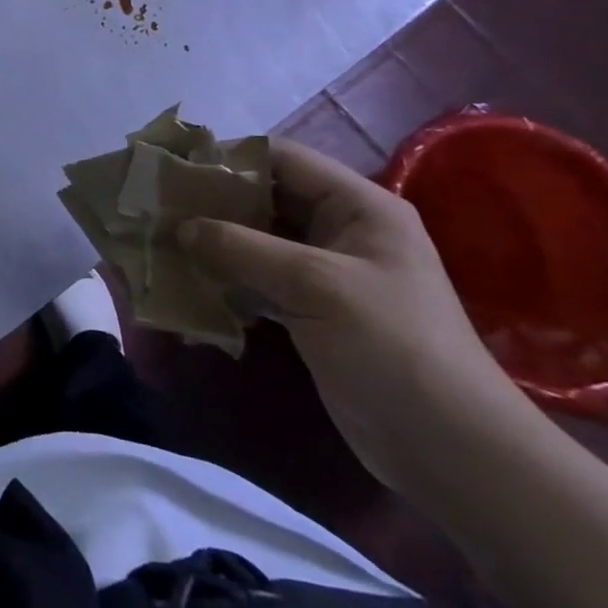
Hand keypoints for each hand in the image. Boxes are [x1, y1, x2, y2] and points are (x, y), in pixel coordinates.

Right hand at [178, 139, 521, 491]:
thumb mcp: (315, 286)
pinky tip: (187, 279)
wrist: (450, 450)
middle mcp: (341, 230)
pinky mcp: (311, 309)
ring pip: (256, 240)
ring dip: (213, 240)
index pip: (283, 158)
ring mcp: (326, 272)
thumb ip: (241, 248)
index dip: (228, 157)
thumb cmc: (392, 347)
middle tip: (157, 205)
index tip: (173, 167)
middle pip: (265, 197)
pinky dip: (225, 276)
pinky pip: (258, 277)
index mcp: (358, 206)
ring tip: (161, 239)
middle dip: (212, 201)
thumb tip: (179, 226)